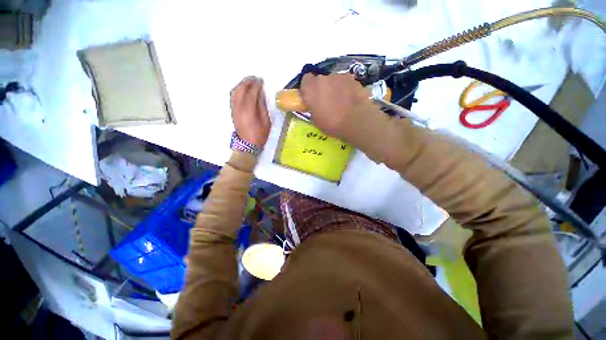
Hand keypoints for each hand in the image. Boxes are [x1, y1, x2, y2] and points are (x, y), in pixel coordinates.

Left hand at [230, 76, 270, 147]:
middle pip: (240, 89)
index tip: (261, 81)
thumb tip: (260, 93)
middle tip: (255, 78)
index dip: (256, 85)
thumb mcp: (266, 121)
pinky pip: (232, 96)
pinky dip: (237, 89)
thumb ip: (262, 106)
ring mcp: (234, 109)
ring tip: (249, 81)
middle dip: (247, 81)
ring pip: (234, 91)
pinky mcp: (232, 111)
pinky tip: (243, 89)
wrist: (248, 145)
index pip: (251, 92)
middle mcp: (239, 107)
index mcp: (249, 110)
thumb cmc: (260, 135)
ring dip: (241, 84)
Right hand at [299, 73, 370, 138]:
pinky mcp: (353, 79)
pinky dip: (347, 90)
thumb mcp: (316, 120)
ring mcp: (340, 77)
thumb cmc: (332, 124)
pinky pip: (346, 83)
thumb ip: (313, 108)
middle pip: (321, 80)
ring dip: (335, 88)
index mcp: (311, 89)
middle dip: (323, 88)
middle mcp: (324, 78)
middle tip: (327, 101)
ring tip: (341, 102)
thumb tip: (316, 105)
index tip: (311, 97)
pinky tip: (351, 101)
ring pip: (334, 81)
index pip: (306, 80)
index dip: (308, 88)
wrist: (355, 121)